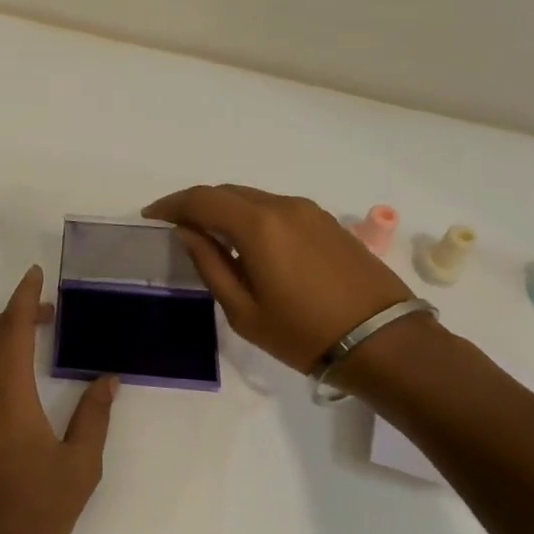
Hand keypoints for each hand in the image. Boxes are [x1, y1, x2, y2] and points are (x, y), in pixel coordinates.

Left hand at [0, 266, 117, 533]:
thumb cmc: (35, 515)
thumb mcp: (79, 467)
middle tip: (42, 315)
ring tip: (15, 339)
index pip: (11, 330)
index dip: (23, 298)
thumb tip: (108, 380)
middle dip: (12, 317)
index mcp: (6, 396)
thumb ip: (94, 417)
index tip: (34, 275)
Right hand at [143, 184, 413, 373]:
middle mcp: (283, 206)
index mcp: (258, 225)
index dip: (171, 205)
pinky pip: (277, 209)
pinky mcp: (328, 223)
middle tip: (175, 227)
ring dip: (226, 211)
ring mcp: (310, 212)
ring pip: (254, 199)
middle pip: (228, 192)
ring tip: (209, 237)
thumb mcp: (243, 310)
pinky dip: (252, 218)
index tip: (150, 217)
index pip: (202, 199)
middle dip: (196, 205)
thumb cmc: (303, 333)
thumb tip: (189, 233)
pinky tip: (247, 244)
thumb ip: (210, 265)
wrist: (382, 341)